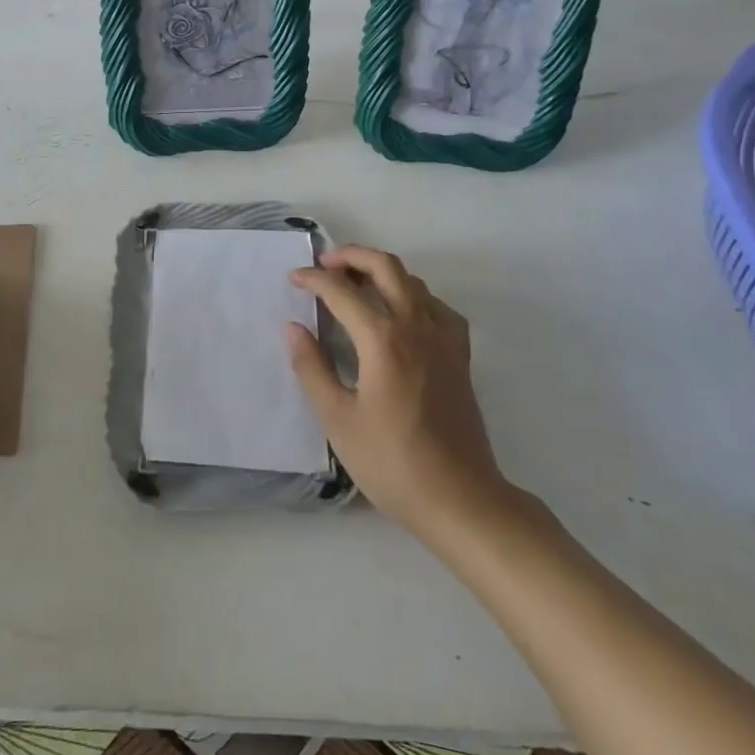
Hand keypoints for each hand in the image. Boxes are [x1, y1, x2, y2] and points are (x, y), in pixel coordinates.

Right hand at [287, 245, 520, 541]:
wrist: (460, 498)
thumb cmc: (392, 462)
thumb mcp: (338, 419)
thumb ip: (312, 367)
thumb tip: (293, 327)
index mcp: (383, 340)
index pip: (342, 292)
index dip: (313, 279)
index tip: (293, 279)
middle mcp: (416, 327)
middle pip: (385, 267)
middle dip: (351, 256)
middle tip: (325, 264)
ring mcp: (444, 339)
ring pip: (414, 281)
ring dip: (381, 271)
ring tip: (355, 284)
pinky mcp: (460, 356)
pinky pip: (437, 307)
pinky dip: (414, 295)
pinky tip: (402, 313)